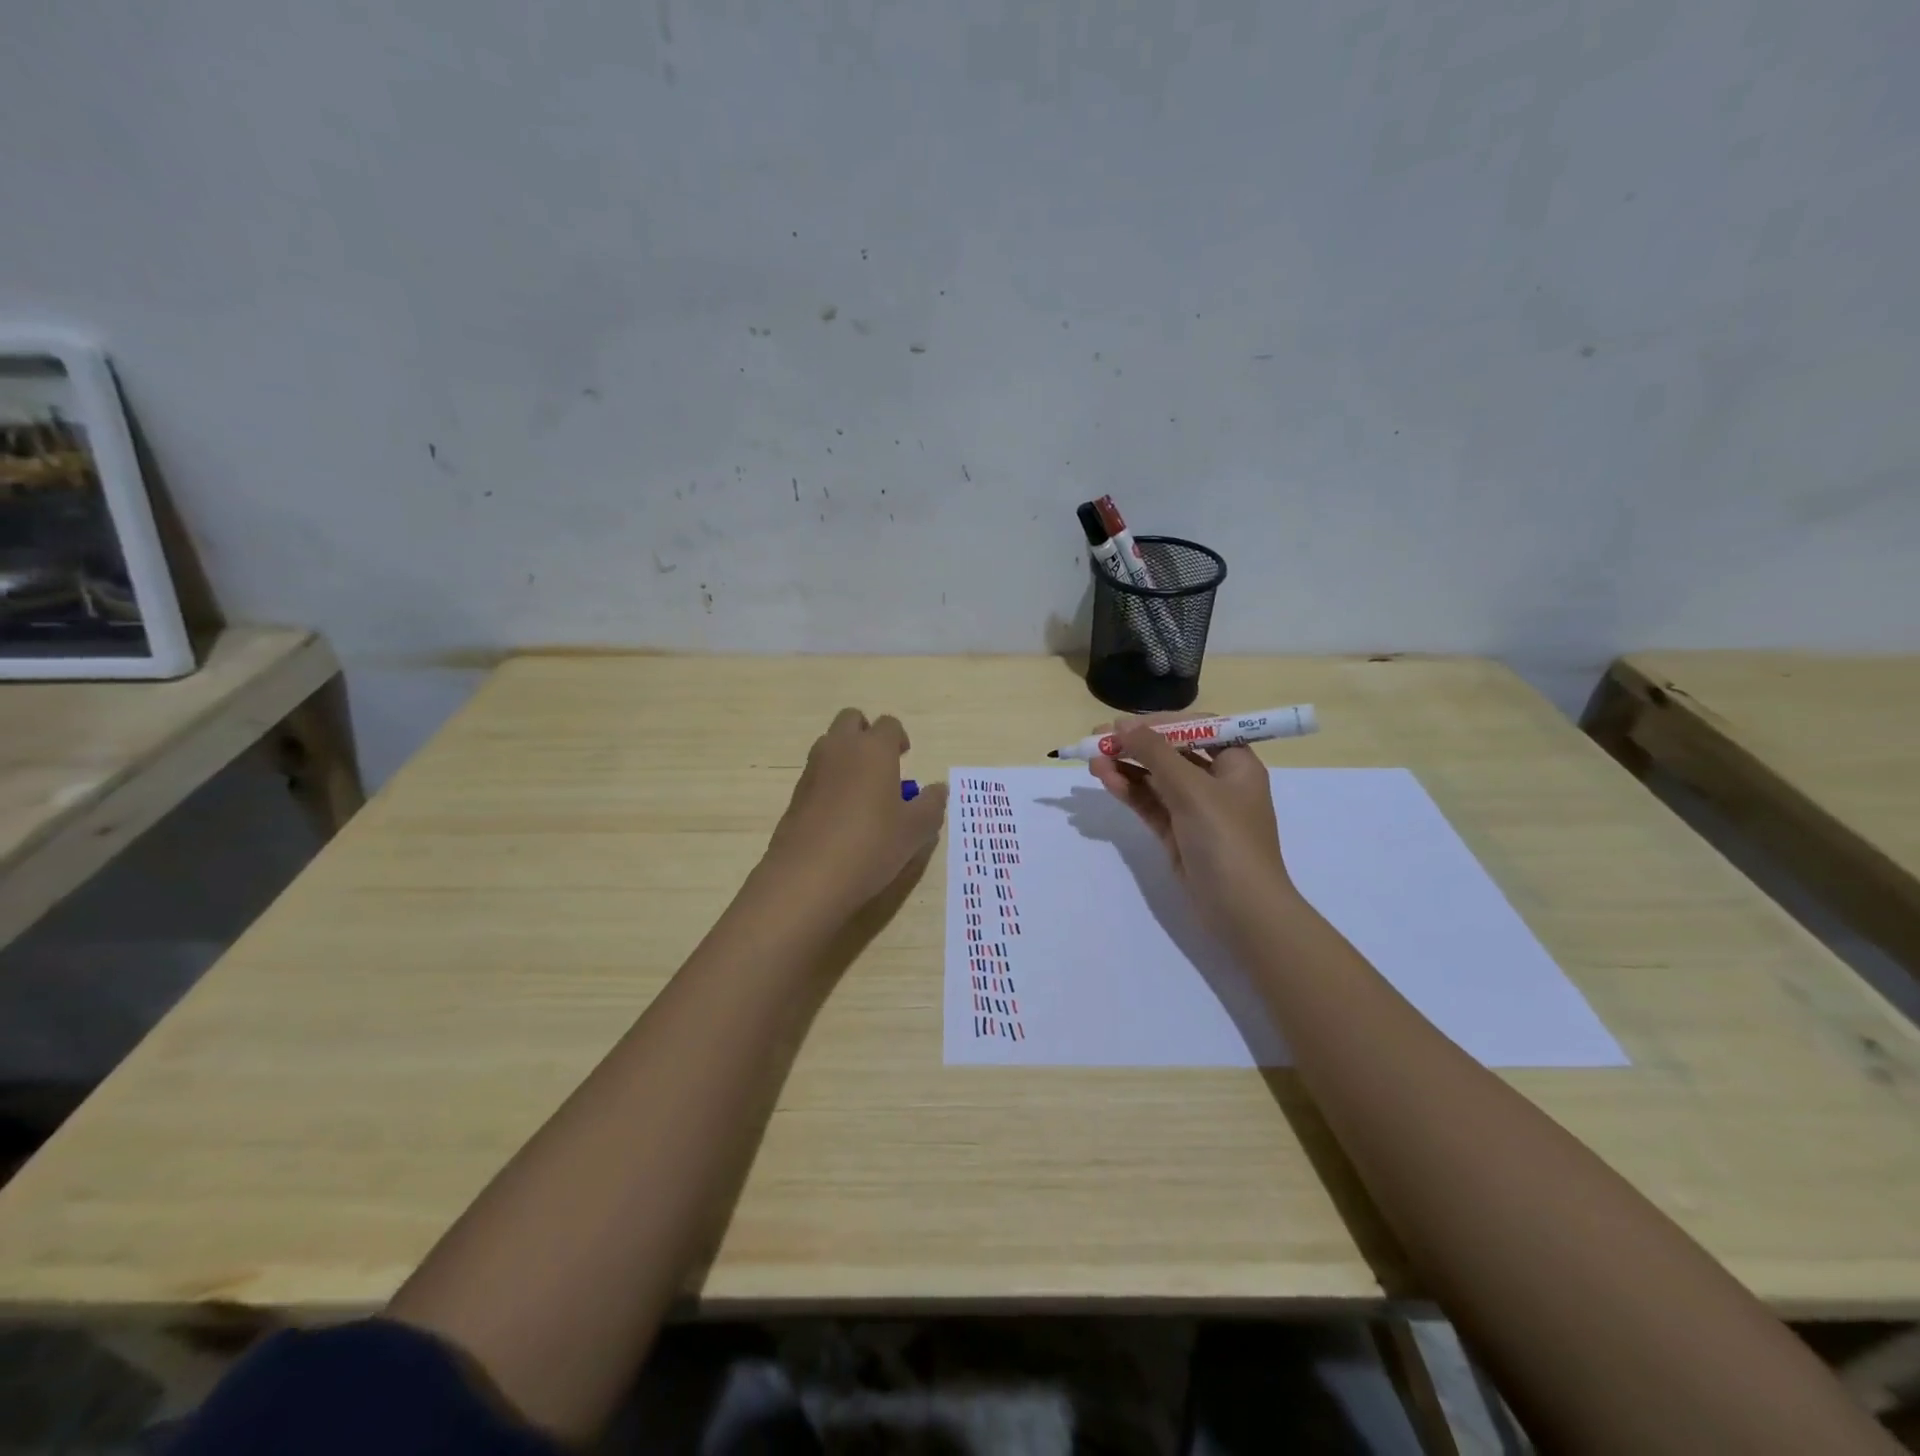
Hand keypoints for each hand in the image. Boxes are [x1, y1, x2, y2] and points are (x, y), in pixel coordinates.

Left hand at [762, 708, 948, 918]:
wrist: (807, 876)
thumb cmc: (871, 845)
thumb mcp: (915, 830)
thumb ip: (931, 805)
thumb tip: (938, 789)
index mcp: (874, 749)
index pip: (889, 724)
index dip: (899, 738)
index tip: (905, 759)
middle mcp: (840, 748)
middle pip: (852, 720)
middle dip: (867, 733)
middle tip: (882, 764)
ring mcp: (813, 769)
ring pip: (830, 744)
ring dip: (846, 755)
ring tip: (862, 792)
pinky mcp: (796, 793)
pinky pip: (817, 772)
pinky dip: (830, 781)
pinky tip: (841, 815)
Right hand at [1088, 715, 1296, 941]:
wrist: (1242, 911)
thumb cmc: (1227, 840)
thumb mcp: (1192, 789)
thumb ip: (1155, 753)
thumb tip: (1122, 724)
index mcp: (1236, 764)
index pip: (1198, 729)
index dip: (1160, 723)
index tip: (1125, 724)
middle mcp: (1218, 783)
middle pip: (1172, 753)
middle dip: (1135, 746)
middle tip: (1096, 740)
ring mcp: (1196, 811)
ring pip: (1156, 780)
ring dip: (1127, 768)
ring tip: (1092, 762)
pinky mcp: (1178, 834)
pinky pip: (1150, 804)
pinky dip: (1130, 791)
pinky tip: (1107, 780)